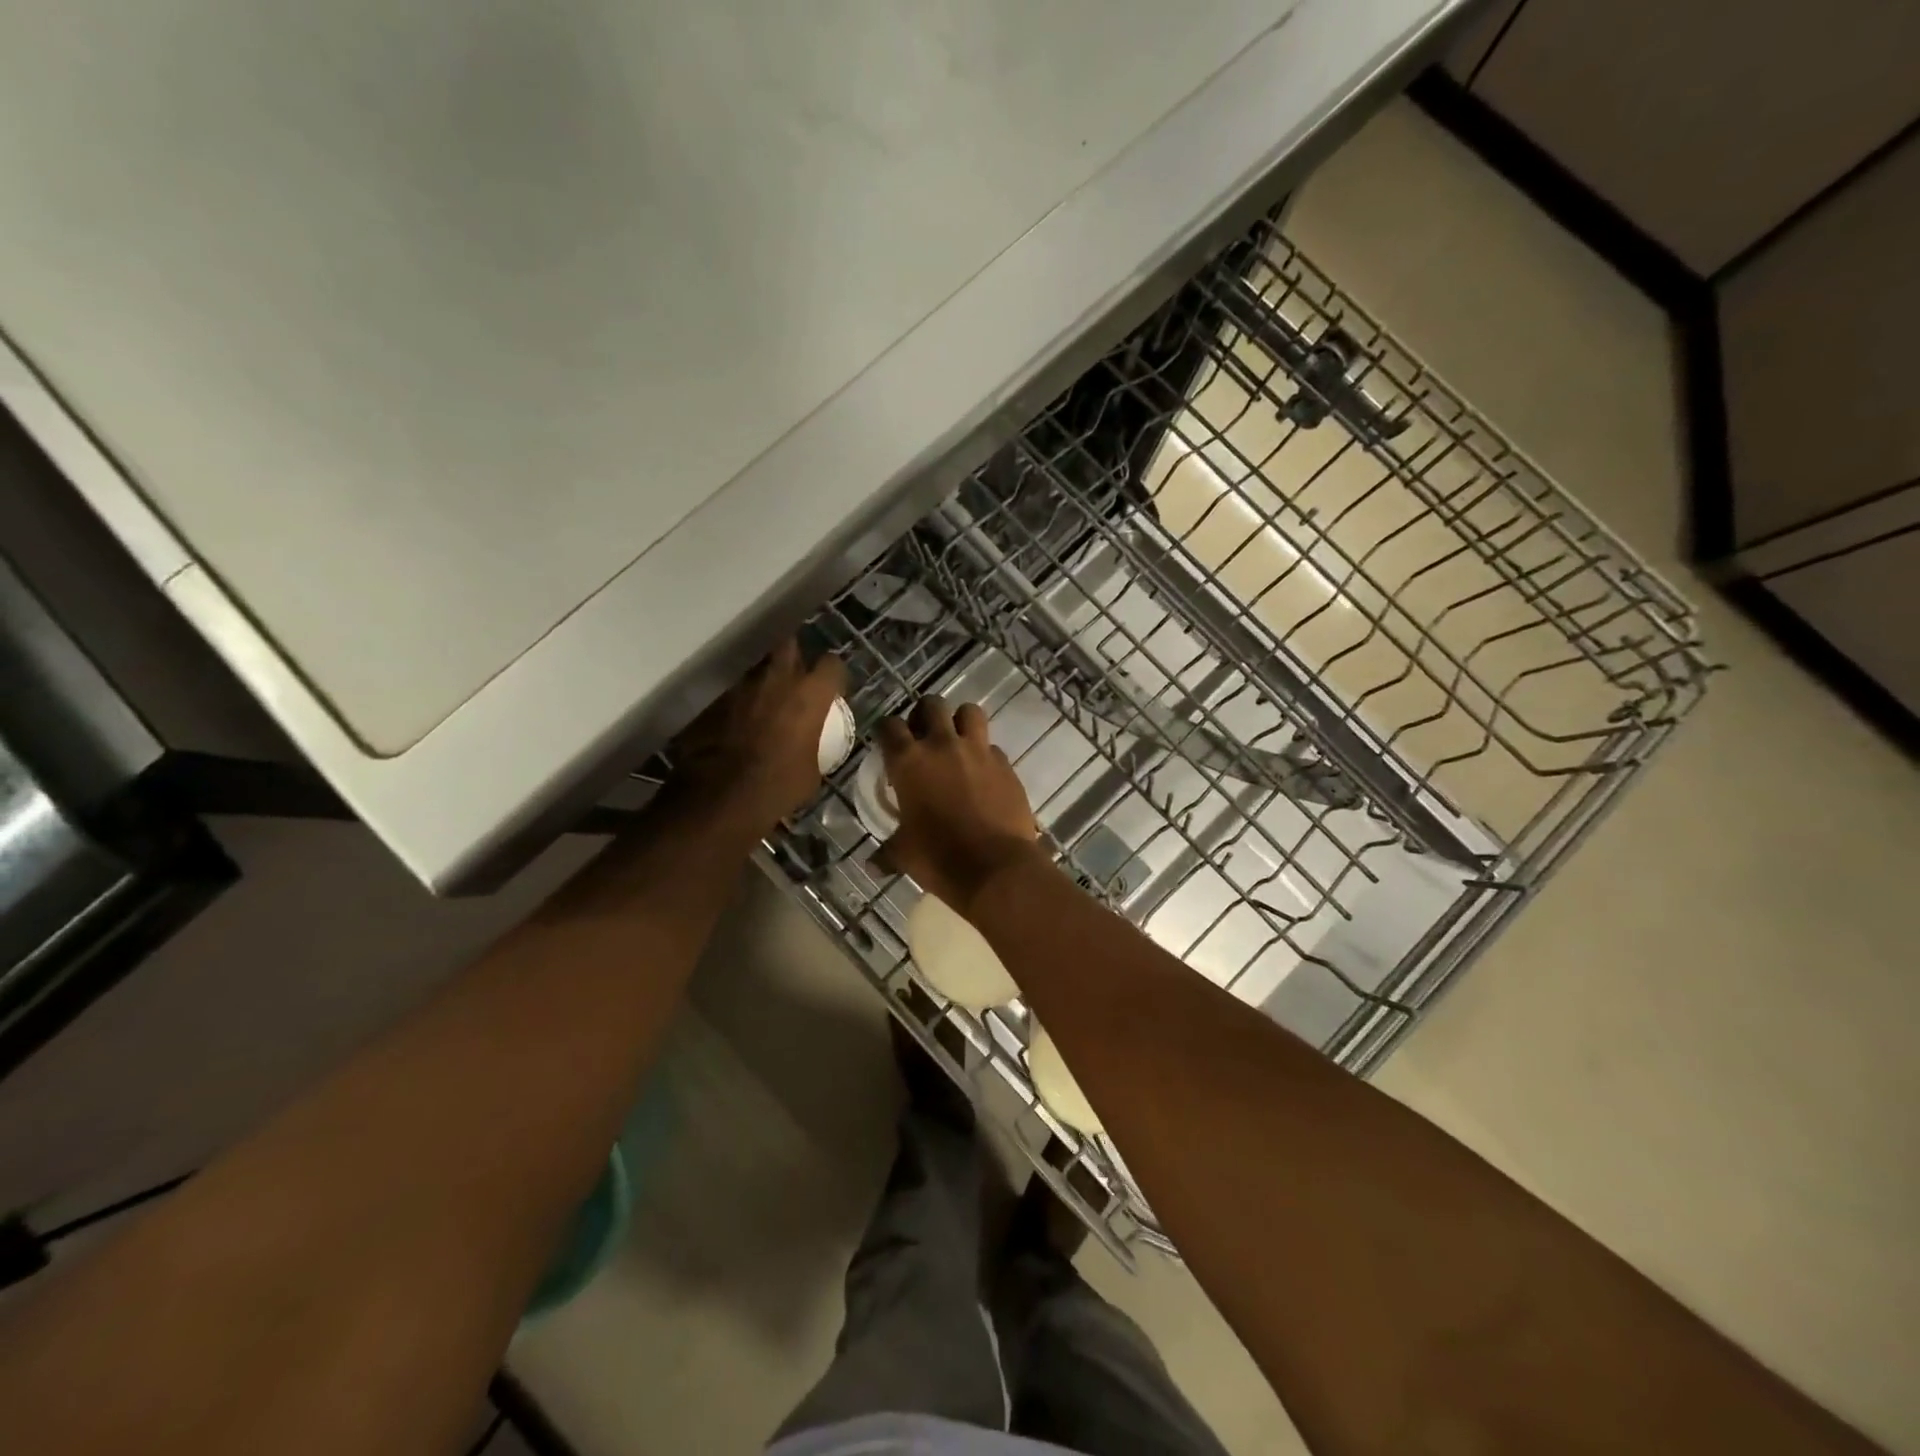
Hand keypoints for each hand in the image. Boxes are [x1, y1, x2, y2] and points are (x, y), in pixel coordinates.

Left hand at [671, 639, 845, 831]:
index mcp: (810, 694)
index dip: (834, 674)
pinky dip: (746, 700)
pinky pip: (739, 692)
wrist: (728, 795)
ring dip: (768, 677)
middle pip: (790, 646)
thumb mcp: (814, 769)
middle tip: (800, 674)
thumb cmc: (782, 784)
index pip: (831, 663)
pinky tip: (747, 718)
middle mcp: (779, 680)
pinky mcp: (720, 702)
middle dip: (796, 655)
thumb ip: (815, 744)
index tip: (834, 688)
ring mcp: (745, 688)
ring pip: (761, 667)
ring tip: (771, 697)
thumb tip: (811, 745)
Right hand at [876, 695, 1041, 911]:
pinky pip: (993, 747)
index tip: (887, 741)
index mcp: (909, 762)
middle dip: (924, 713)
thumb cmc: (940, 858)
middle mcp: (943, 745)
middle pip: (932, 705)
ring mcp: (979, 752)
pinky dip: (985, 754)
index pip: (889, 726)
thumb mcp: (904, 855)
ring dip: (960, 720)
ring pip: (969, 712)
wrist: (996, 868)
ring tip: (957, 740)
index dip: (886, 730)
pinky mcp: (1006, 765)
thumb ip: (886, 853)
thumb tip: (872, 865)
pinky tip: (983, 774)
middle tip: (922, 734)